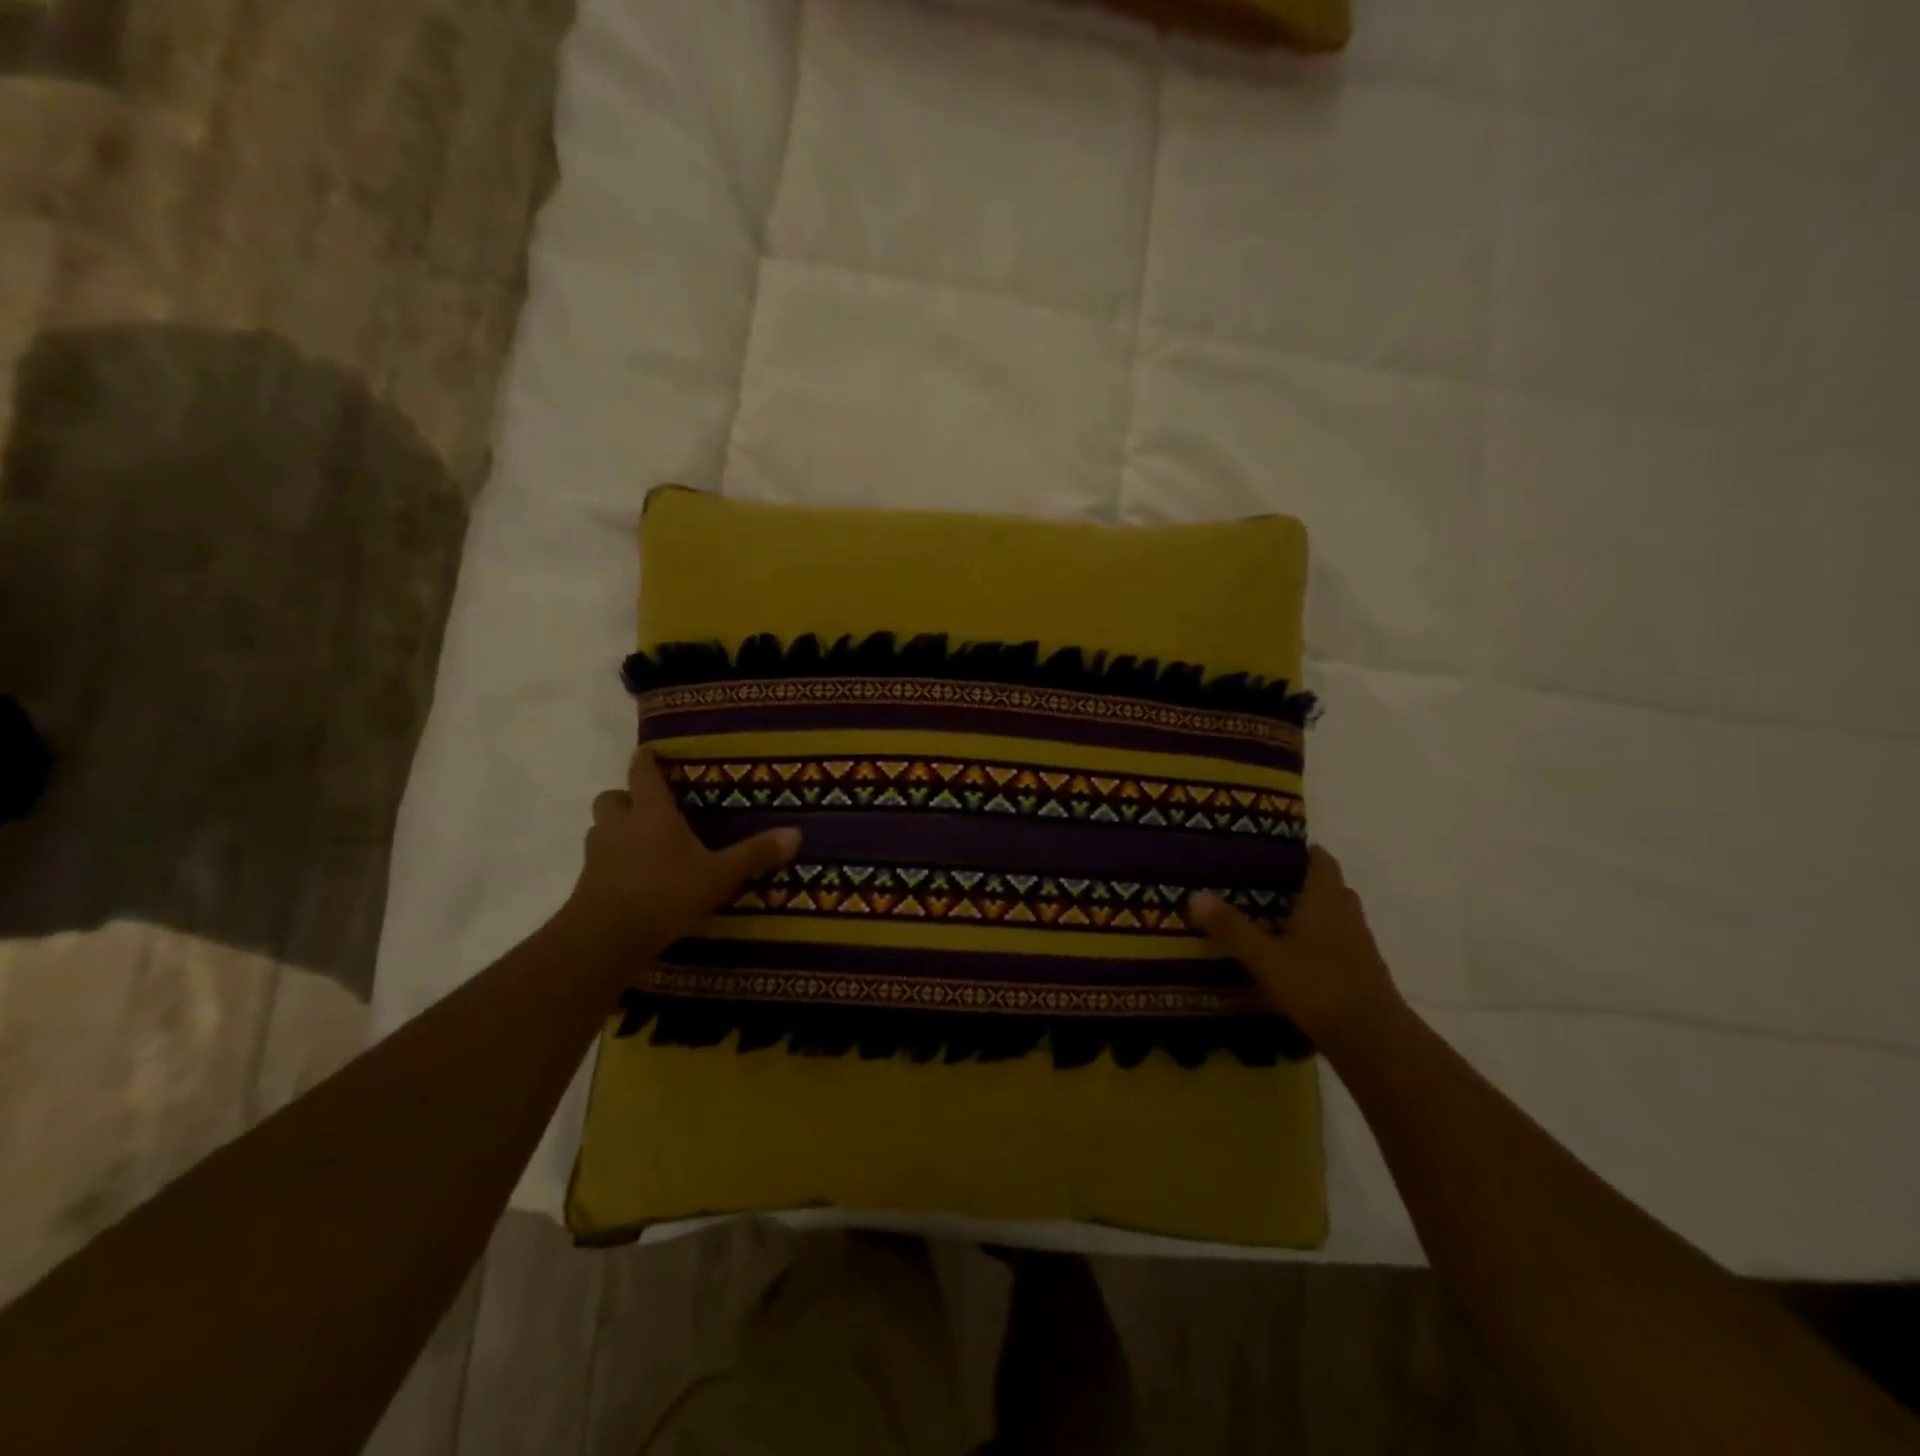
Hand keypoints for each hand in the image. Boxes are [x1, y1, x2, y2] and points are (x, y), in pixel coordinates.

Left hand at [560, 747, 800, 961]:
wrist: (605, 939)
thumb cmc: (665, 895)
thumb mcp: (719, 876)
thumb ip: (754, 854)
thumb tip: (796, 833)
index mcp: (651, 813)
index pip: (643, 773)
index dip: (647, 759)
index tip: (651, 751)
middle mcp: (619, 825)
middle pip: (612, 797)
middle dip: (627, 798)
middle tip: (651, 809)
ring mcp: (598, 854)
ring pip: (601, 828)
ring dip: (617, 829)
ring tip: (644, 844)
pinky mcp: (587, 882)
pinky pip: (599, 859)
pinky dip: (614, 861)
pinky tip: (635, 878)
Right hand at [1189, 846, 1403, 1053]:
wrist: (1373, 1041)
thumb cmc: (1318, 986)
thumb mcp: (1265, 958)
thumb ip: (1231, 928)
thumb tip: (1194, 895)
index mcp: (1325, 899)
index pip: (1321, 860)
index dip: (1301, 850)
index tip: (1272, 848)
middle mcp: (1346, 914)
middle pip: (1329, 886)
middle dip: (1302, 881)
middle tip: (1264, 882)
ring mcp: (1358, 944)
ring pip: (1335, 915)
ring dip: (1311, 912)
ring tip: (1273, 917)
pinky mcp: (1360, 971)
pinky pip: (1337, 942)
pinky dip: (1318, 940)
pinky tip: (1292, 955)